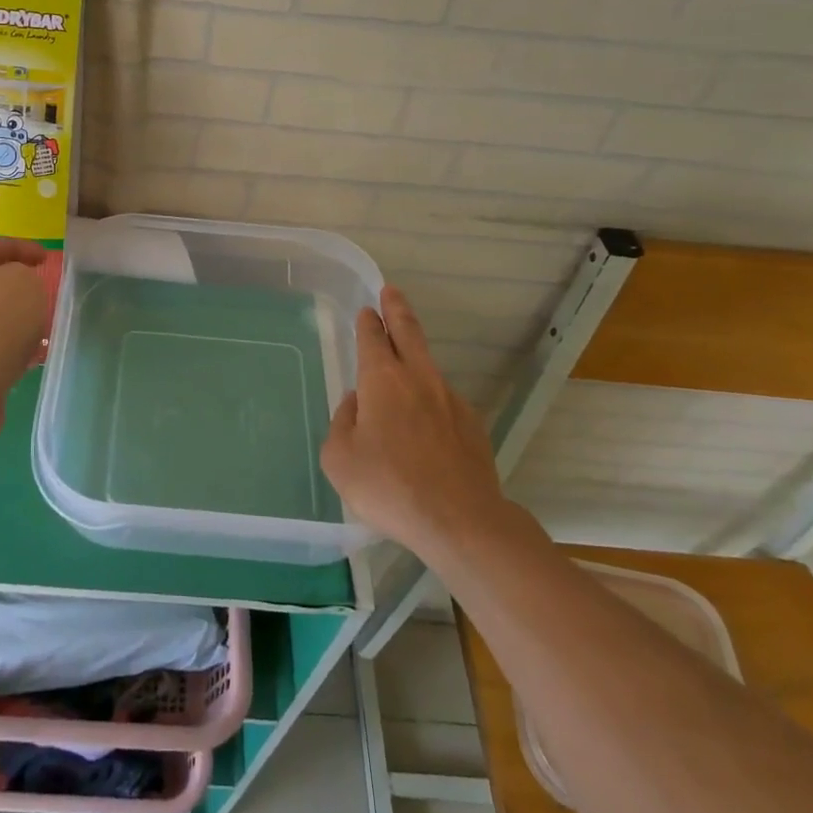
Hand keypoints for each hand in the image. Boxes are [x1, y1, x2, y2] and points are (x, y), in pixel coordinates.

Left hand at [0, 235, 48, 447]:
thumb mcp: (24, 283)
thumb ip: (28, 278)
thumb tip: (20, 294)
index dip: (19, 246)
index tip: (45, 258)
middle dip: (20, 290)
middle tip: (47, 298)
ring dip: (19, 325)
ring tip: (45, 333)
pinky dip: (13, 355)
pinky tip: (30, 364)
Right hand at [320, 286, 504, 555]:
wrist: (460, 521)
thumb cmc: (388, 486)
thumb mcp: (340, 458)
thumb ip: (342, 423)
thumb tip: (357, 405)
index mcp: (382, 381)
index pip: (373, 339)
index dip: (368, 322)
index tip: (367, 310)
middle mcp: (419, 380)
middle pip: (409, 333)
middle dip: (398, 310)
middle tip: (392, 292)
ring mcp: (451, 401)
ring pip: (428, 367)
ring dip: (414, 356)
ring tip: (404, 363)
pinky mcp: (472, 426)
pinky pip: (443, 402)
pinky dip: (430, 401)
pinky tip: (424, 425)